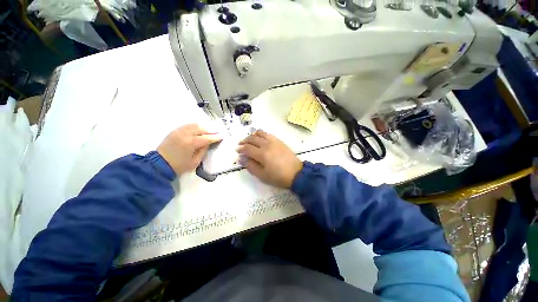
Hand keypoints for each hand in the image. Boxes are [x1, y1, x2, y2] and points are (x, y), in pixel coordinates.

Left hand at [157, 124, 221, 175]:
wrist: (159, 164)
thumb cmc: (179, 166)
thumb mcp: (195, 162)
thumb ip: (203, 151)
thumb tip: (207, 143)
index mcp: (191, 143)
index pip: (206, 138)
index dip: (215, 137)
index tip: (221, 137)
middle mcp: (185, 134)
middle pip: (201, 129)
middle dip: (210, 131)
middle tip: (215, 134)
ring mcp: (179, 131)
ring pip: (194, 125)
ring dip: (203, 128)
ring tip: (208, 132)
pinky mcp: (174, 131)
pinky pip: (187, 125)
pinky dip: (194, 127)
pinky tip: (198, 130)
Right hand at [237, 130, 302, 188]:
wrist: (296, 173)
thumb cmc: (278, 177)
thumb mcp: (262, 175)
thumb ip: (250, 166)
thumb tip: (241, 158)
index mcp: (262, 154)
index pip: (247, 148)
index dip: (241, 149)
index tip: (237, 151)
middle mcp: (267, 144)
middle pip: (252, 139)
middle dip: (244, 141)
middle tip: (241, 144)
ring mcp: (274, 141)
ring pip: (260, 133)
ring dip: (252, 135)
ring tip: (249, 140)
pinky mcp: (280, 141)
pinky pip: (268, 134)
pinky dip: (261, 134)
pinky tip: (260, 138)